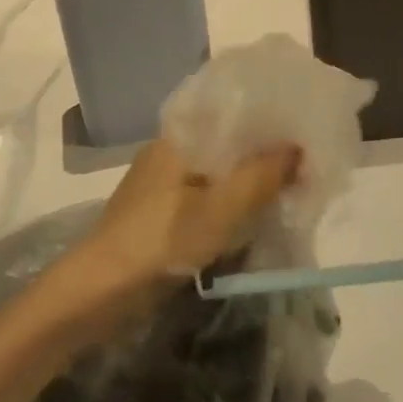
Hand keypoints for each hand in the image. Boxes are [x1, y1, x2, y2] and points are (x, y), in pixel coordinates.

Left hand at [81, 138, 301, 289]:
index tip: (300, 126)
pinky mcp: (159, 209)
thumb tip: (298, 148)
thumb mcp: (221, 209)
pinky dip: (229, 197)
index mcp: (178, 137)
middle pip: (225, 140)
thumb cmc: (161, 240)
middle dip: (262, 150)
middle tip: (302, 160)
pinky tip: (251, 210)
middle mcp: (169, 150)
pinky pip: (205, 191)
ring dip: (247, 176)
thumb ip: (261, 176)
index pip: (230, 110)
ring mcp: (162, 181)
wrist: (99, 291)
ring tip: (286, 183)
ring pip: (216, 168)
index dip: (266, 116)